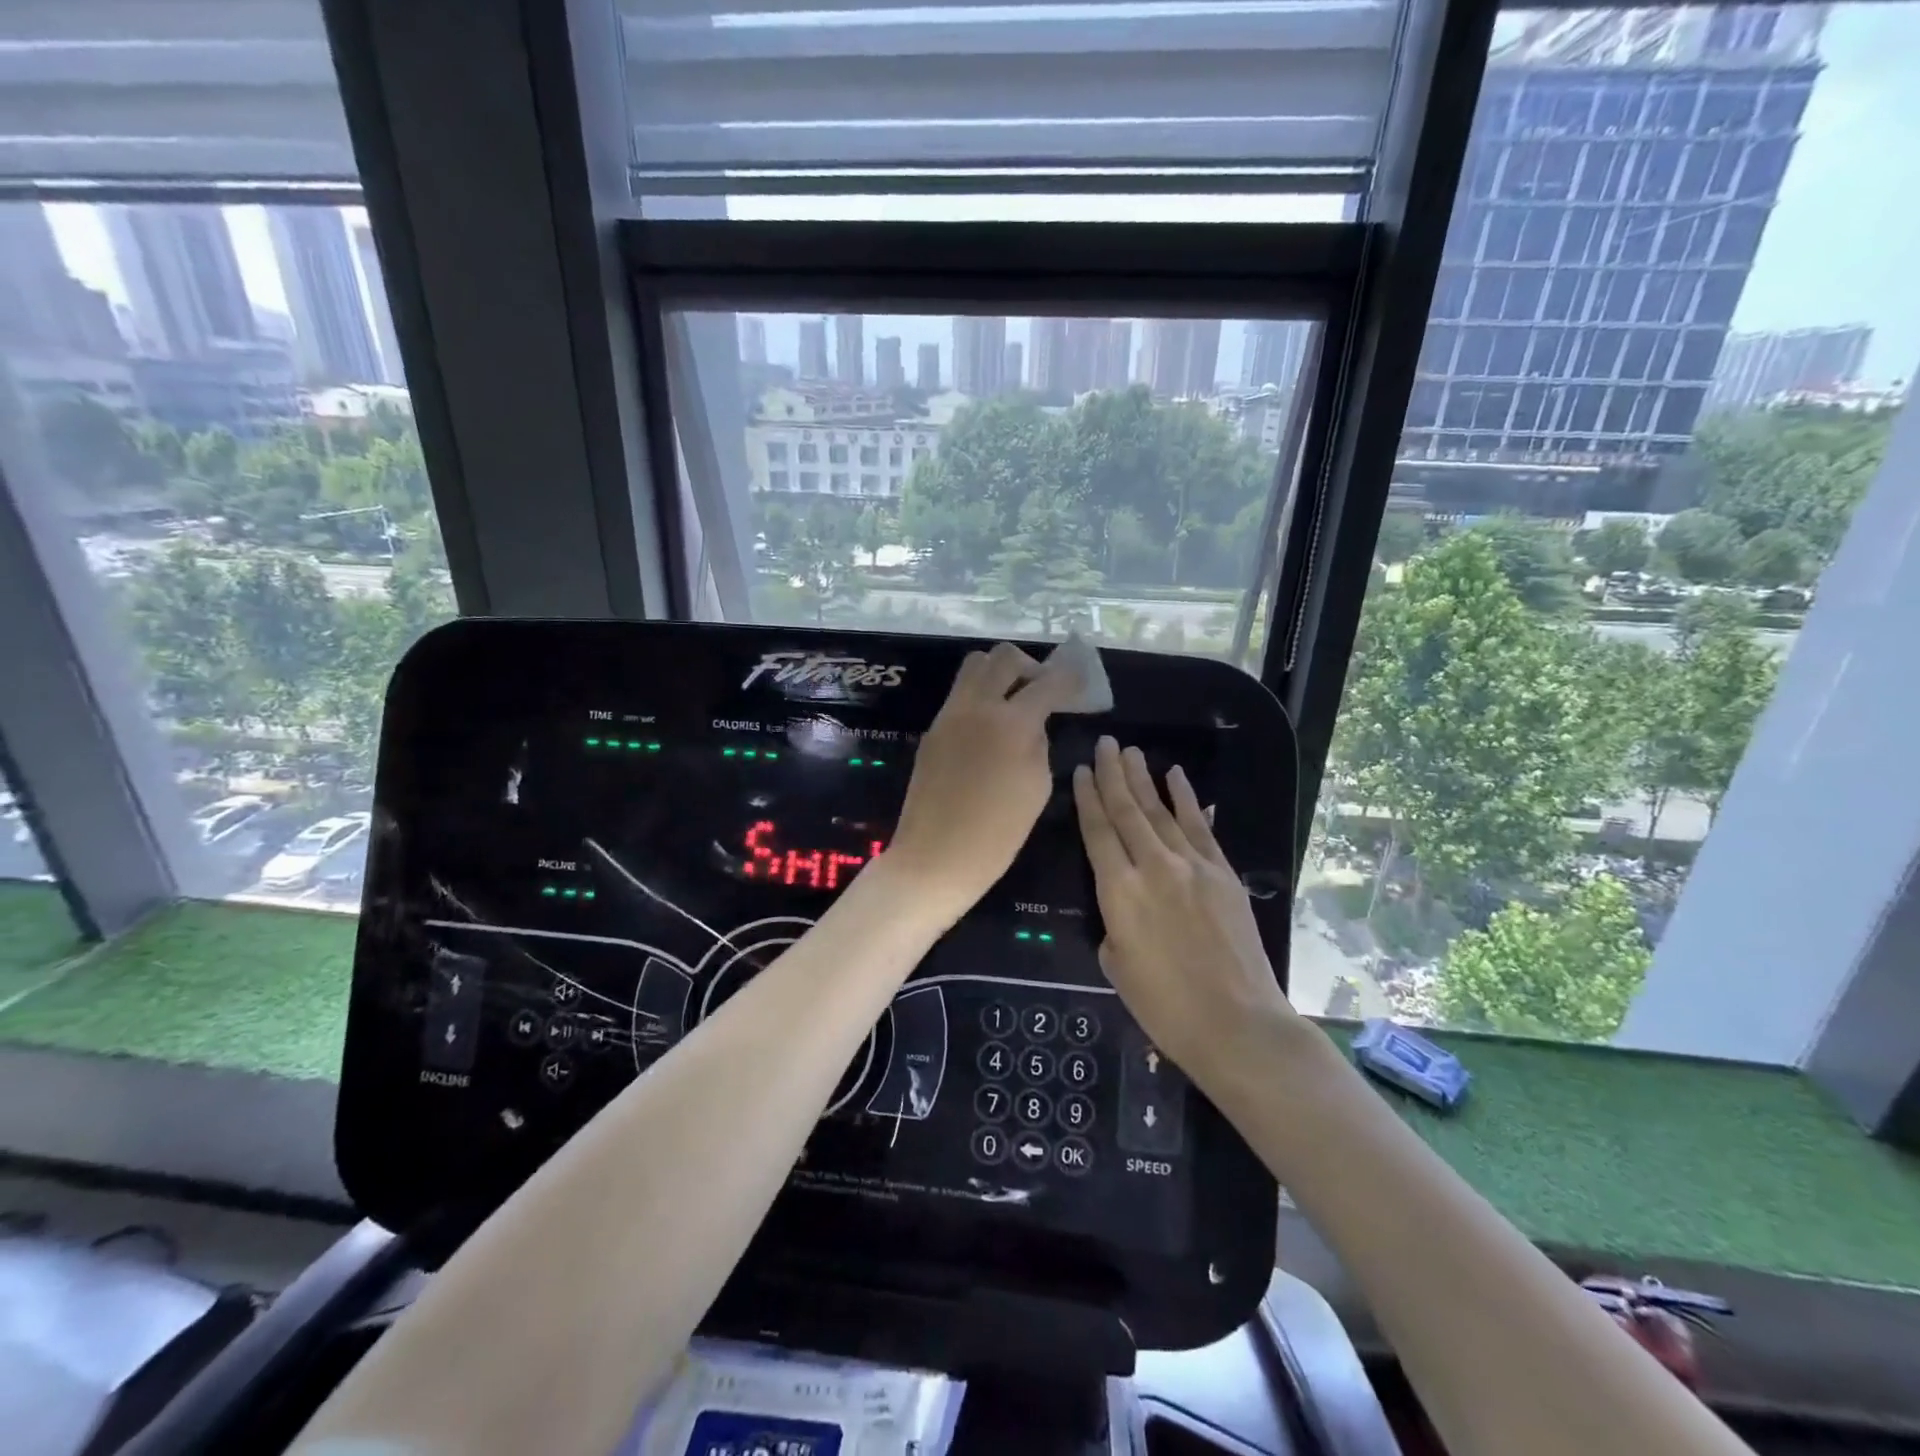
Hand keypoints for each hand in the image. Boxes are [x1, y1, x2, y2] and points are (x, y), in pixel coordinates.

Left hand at [885, 643, 1074, 920]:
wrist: (935, 856)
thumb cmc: (997, 833)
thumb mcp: (1037, 787)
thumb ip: (1038, 744)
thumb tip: (1033, 725)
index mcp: (1011, 722)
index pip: (1047, 682)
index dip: (1069, 678)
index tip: (1080, 682)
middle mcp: (977, 706)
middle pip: (1004, 657)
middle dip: (1030, 667)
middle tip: (1041, 692)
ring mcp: (949, 715)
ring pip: (974, 667)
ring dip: (999, 674)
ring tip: (1013, 704)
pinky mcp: (932, 730)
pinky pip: (959, 696)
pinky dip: (980, 698)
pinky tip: (990, 729)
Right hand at [1072, 736, 1301, 1088]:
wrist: (1237, 1023)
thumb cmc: (1165, 1006)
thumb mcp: (1116, 966)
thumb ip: (1113, 924)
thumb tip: (1124, 905)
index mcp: (1118, 891)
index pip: (1097, 832)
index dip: (1087, 798)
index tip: (1080, 770)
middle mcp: (1152, 866)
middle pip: (1127, 811)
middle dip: (1113, 774)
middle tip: (1104, 743)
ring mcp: (1192, 865)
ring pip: (1160, 811)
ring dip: (1144, 779)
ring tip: (1131, 751)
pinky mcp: (1222, 873)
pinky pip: (1200, 827)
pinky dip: (1187, 799)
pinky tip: (1176, 776)